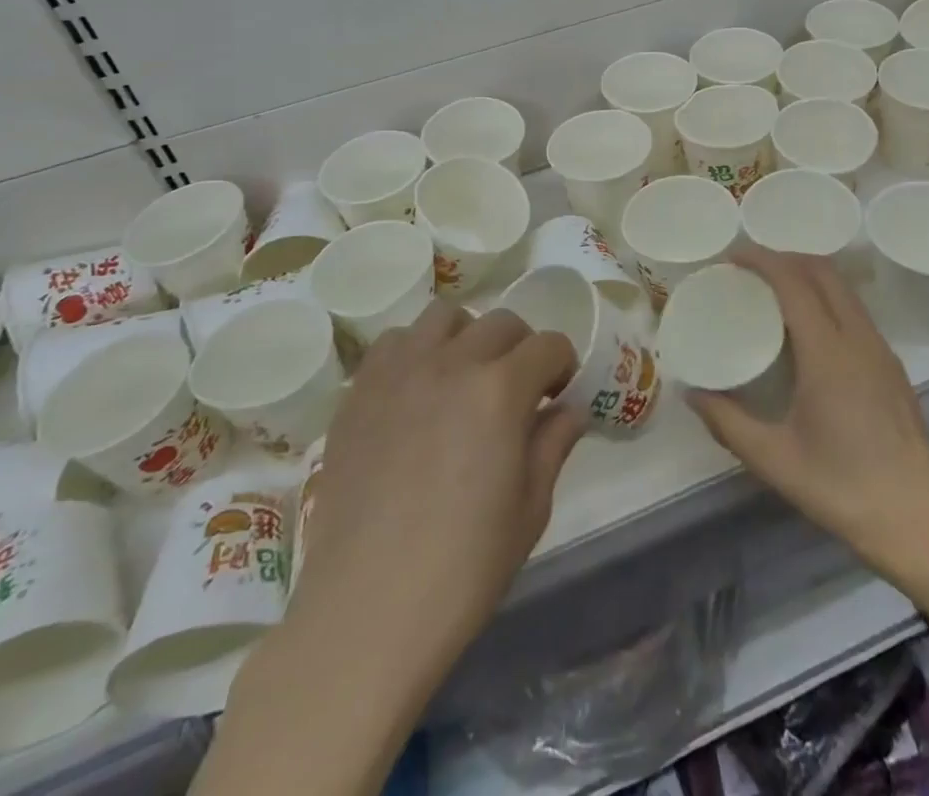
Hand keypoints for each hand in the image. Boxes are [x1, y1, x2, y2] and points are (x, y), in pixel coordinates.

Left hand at [295, 300, 584, 676]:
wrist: (366, 611)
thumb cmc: (463, 569)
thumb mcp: (530, 509)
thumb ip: (553, 444)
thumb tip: (569, 410)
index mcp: (501, 389)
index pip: (549, 345)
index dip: (562, 365)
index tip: (557, 394)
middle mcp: (452, 363)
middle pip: (501, 323)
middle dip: (521, 348)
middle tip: (517, 390)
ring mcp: (399, 372)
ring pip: (445, 317)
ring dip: (467, 337)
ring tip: (464, 379)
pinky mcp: (359, 391)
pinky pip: (394, 342)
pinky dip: (415, 351)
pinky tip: (416, 392)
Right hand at [689, 249, 928, 573]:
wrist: (917, 519)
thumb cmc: (841, 487)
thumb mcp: (773, 459)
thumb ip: (727, 422)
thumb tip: (690, 393)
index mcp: (828, 353)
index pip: (794, 282)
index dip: (762, 260)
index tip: (732, 257)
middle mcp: (858, 338)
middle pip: (823, 272)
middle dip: (785, 257)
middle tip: (750, 270)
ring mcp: (881, 349)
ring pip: (843, 288)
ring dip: (808, 274)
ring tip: (774, 290)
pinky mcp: (892, 364)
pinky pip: (855, 310)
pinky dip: (826, 297)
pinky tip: (808, 326)